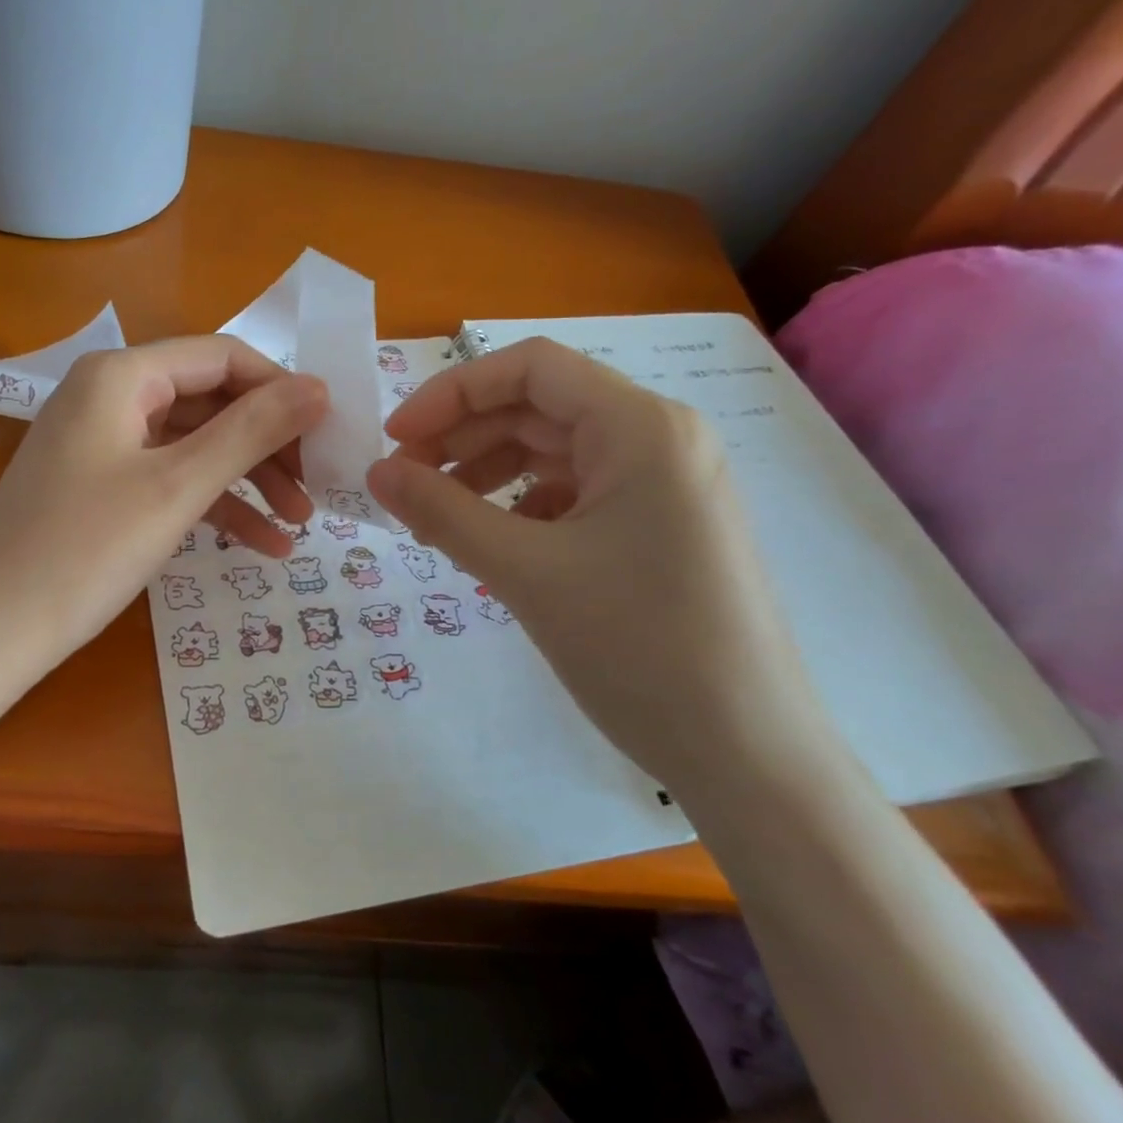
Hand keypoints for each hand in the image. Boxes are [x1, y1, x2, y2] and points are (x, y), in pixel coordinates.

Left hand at [0, 336, 328, 668]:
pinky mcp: (100, 485)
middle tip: (316, 487)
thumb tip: (318, 388)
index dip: (280, 389)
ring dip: (248, 481)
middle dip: (267, 444)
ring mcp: (102, 442)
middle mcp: (109, 395)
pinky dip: (213, 505)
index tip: (329, 432)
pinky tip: (261, 545)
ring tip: (299, 524)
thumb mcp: (177, 487)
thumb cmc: (85, 550)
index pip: (222, 357)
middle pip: (211, 401)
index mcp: (121, 375)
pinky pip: (169, 479)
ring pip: (194, 445)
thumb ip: (250, 432)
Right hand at [366, 337, 831, 790]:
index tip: (396, 439)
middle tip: (402, 483)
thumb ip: (441, 512)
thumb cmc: (638, 647)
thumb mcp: (525, 573)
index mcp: (640, 427)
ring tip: (436, 517)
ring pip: (553, 453)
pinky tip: (491, 543)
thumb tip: (376, 472)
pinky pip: (573, 493)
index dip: (451, 393)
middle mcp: (658, 440)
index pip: (529, 369)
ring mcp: (663, 485)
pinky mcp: (658, 528)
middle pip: (538, 408)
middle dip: (462, 438)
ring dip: (486, 473)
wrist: (746, 753)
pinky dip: (520, 507)